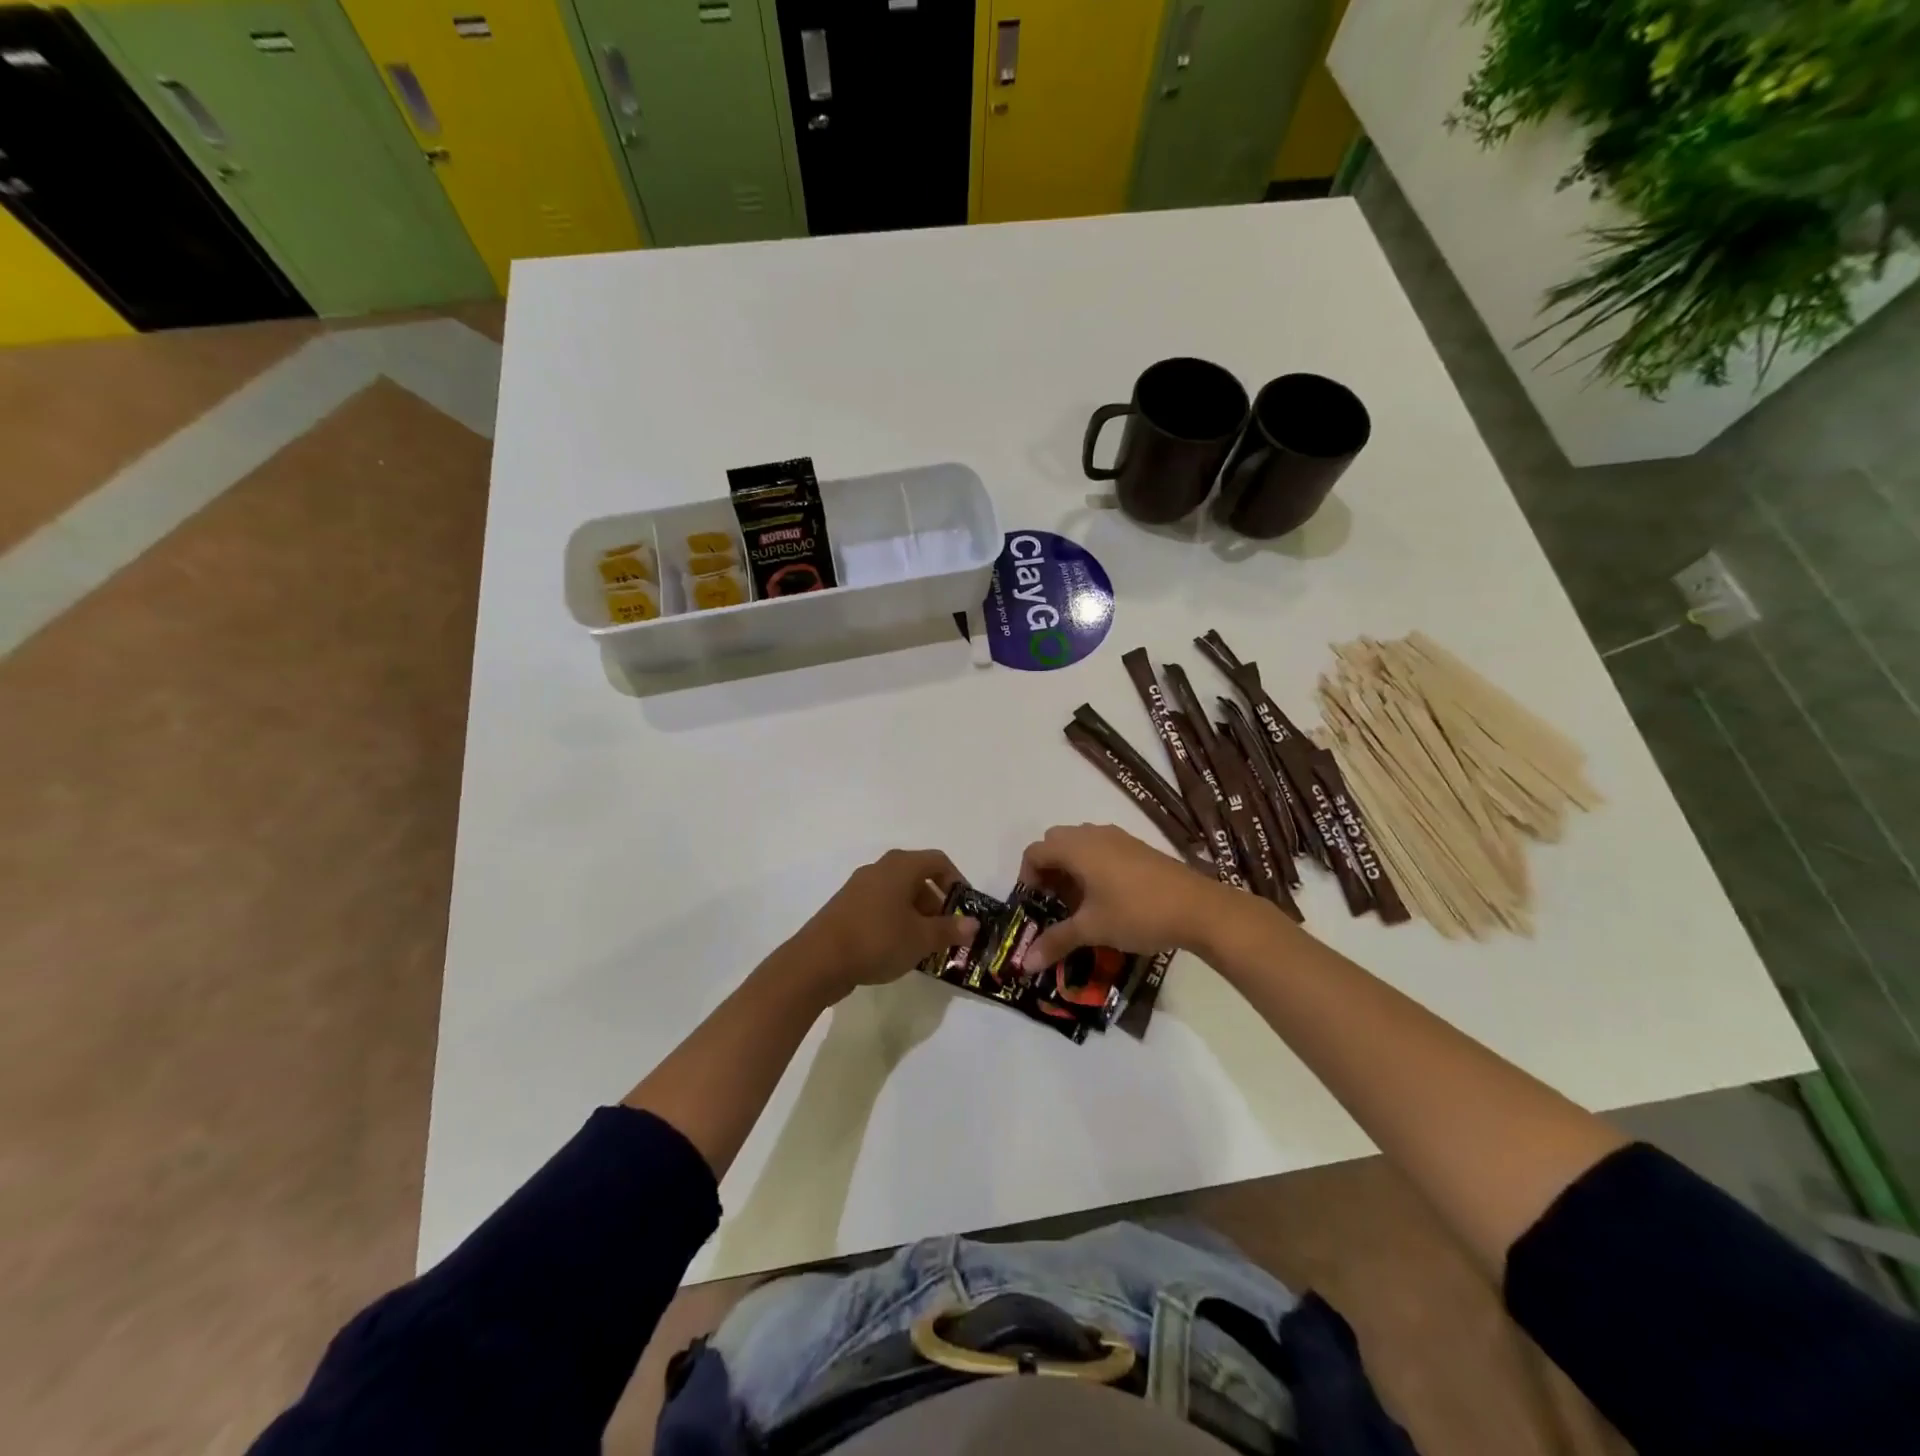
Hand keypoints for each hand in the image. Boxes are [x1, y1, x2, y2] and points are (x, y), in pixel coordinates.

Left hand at [787, 849, 978, 1002]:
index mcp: (900, 866)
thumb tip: (973, 924)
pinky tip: (898, 949)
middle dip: (937, 903)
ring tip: (925, 945)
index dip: (957, 881)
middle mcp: (879, 869)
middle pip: (918, 877)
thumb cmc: (877, 940)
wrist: (818, 960)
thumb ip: (949, 929)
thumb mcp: (921, 938)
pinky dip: (895, 921)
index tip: (965, 907)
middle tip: (946, 931)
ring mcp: (859, 887)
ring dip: (916, 915)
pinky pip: (880, 906)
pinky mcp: (845, 907)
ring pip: (898, 894)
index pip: (938, 861)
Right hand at [1016, 823, 1221, 968]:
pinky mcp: (1137, 847)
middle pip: (1055, 842)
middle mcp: (1093, 835)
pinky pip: (1101, 848)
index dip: (1027, 877)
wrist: (1198, 908)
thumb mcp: (1093, 929)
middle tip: (1054, 902)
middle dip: (1048, 870)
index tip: (1035, 905)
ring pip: (1080, 843)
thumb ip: (1056, 941)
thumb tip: (1025, 963)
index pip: (1035, 851)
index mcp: (1077, 848)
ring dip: (1070, 867)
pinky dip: (1092, 866)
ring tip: (1080, 902)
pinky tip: (1107, 897)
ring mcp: (1118, 837)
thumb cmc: (1137, 913)